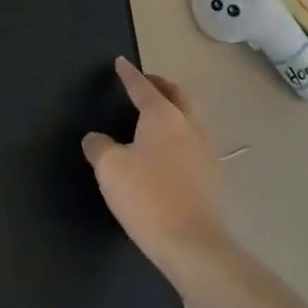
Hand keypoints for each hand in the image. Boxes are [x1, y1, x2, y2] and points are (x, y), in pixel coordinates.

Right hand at [82, 57, 229, 265]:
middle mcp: (188, 127)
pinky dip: (178, 137)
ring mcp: (204, 153)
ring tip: (155, 116)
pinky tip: (165, 152)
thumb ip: (99, 146)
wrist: (192, 245)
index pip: (143, 87)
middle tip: (146, 82)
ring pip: (189, 119)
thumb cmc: (147, 196)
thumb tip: (96, 139)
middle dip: (161, 85)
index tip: (121, 62)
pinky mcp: (210, 179)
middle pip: (177, 96)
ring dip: (174, 110)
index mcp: (163, 116)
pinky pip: (192, 144)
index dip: (129, 74)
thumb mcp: (109, 167)